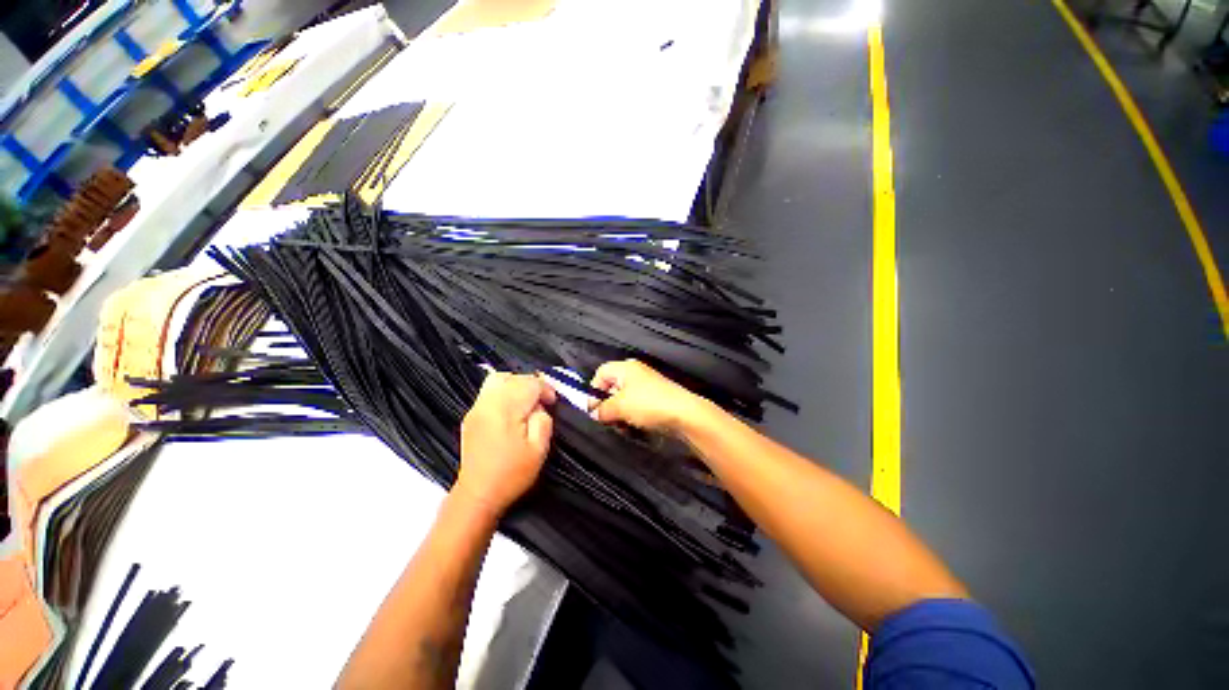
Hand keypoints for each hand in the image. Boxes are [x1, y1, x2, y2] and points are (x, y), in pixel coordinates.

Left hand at [456, 372, 556, 515]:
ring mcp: (477, 408)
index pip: (530, 383)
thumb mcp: (539, 449)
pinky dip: (504, 390)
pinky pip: (489, 390)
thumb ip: (543, 420)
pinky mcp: (471, 415)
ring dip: (516, 383)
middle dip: (531, 384)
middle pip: (514, 377)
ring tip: (526, 400)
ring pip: (498, 379)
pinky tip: (511, 408)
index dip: (546, 389)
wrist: (478, 495)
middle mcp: (488, 403)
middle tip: (541, 401)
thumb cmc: (512, 474)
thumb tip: (539, 406)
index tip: (552, 403)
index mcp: (506, 409)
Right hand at [589, 360, 704, 433]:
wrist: (684, 414)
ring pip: (623, 399)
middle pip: (611, 387)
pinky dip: (631, 416)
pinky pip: (636, 406)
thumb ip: (602, 409)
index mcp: (625, 368)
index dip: (593, 391)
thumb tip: (594, 413)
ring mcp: (647, 386)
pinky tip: (633, 427)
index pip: (601, 373)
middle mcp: (635, 373)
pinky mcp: (655, 399)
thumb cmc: (648, 404)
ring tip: (622, 427)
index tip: (593, 410)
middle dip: (607, 405)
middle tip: (607, 421)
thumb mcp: (619, 407)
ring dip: (619, 414)